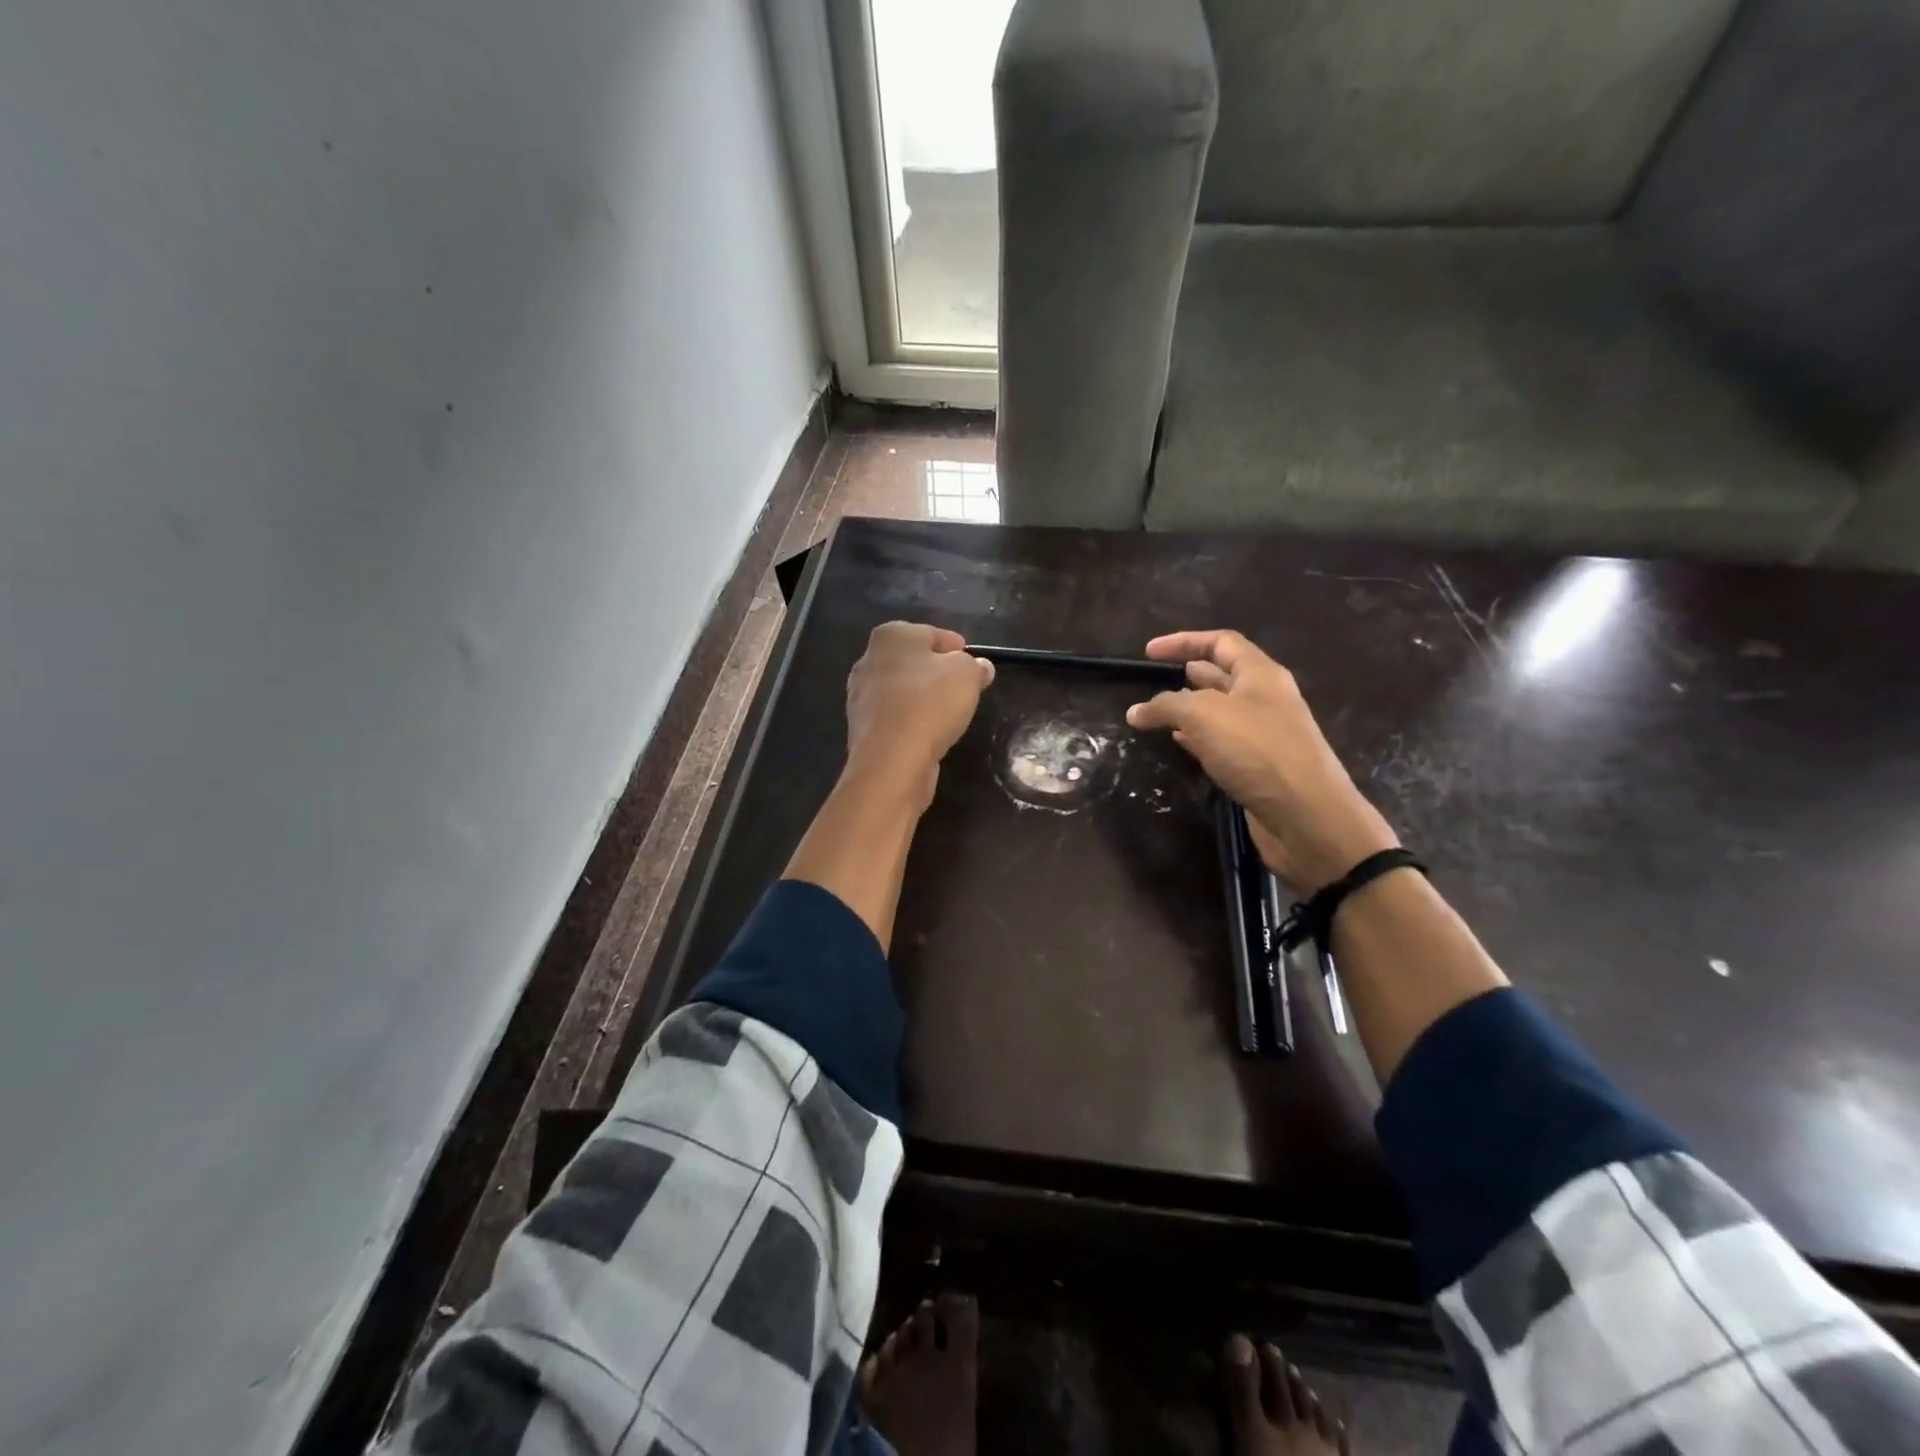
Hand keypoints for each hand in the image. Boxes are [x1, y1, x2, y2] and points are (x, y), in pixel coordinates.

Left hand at [845, 622, 994, 806]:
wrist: (891, 760)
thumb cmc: (931, 704)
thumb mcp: (967, 675)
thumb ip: (976, 666)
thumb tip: (980, 666)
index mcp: (891, 636)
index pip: (932, 634)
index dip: (956, 648)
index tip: (974, 665)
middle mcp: (869, 659)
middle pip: (914, 661)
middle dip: (937, 672)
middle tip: (963, 689)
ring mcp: (861, 695)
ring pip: (902, 690)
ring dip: (923, 698)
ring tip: (948, 713)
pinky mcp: (862, 727)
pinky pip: (895, 716)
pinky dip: (910, 720)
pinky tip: (927, 732)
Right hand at [1125, 630, 1397, 891]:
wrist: (1307, 815)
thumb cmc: (1257, 751)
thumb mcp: (1204, 715)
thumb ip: (1166, 706)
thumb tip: (1135, 712)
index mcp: (1261, 674)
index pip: (1221, 642)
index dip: (1183, 641)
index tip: (1147, 652)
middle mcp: (1265, 698)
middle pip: (1223, 674)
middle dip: (1187, 673)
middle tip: (1153, 679)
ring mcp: (1265, 734)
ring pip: (1220, 710)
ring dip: (1189, 708)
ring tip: (1158, 712)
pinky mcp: (1259, 766)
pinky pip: (1223, 741)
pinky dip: (1197, 738)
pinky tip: (1177, 743)